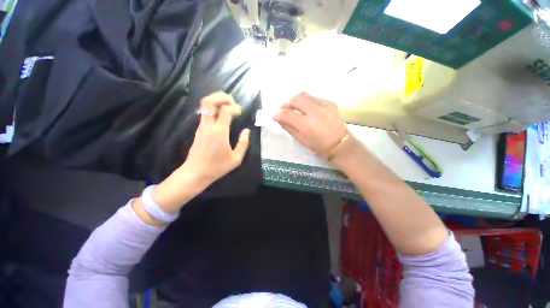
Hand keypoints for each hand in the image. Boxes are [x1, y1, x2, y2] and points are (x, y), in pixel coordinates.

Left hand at [184, 92, 250, 186]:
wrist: (196, 173)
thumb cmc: (217, 167)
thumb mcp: (236, 159)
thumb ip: (243, 143)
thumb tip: (246, 131)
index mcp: (219, 132)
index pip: (225, 110)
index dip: (234, 108)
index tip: (240, 113)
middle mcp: (209, 126)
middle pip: (209, 101)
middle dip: (221, 97)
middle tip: (232, 101)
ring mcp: (202, 126)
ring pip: (205, 105)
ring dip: (217, 101)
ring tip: (228, 105)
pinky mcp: (199, 129)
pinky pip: (205, 112)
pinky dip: (213, 108)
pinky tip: (221, 114)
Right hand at [274, 92, 347, 156]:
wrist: (340, 143)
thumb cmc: (319, 145)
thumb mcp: (301, 140)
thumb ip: (288, 127)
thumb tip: (278, 118)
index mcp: (307, 125)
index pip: (287, 114)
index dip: (278, 114)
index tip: (275, 116)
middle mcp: (315, 111)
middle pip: (295, 98)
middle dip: (287, 103)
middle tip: (285, 110)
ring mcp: (324, 105)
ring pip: (304, 95)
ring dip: (296, 101)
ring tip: (296, 109)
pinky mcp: (330, 102)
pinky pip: (313, 97)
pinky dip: (306, 102)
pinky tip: (308, 110)